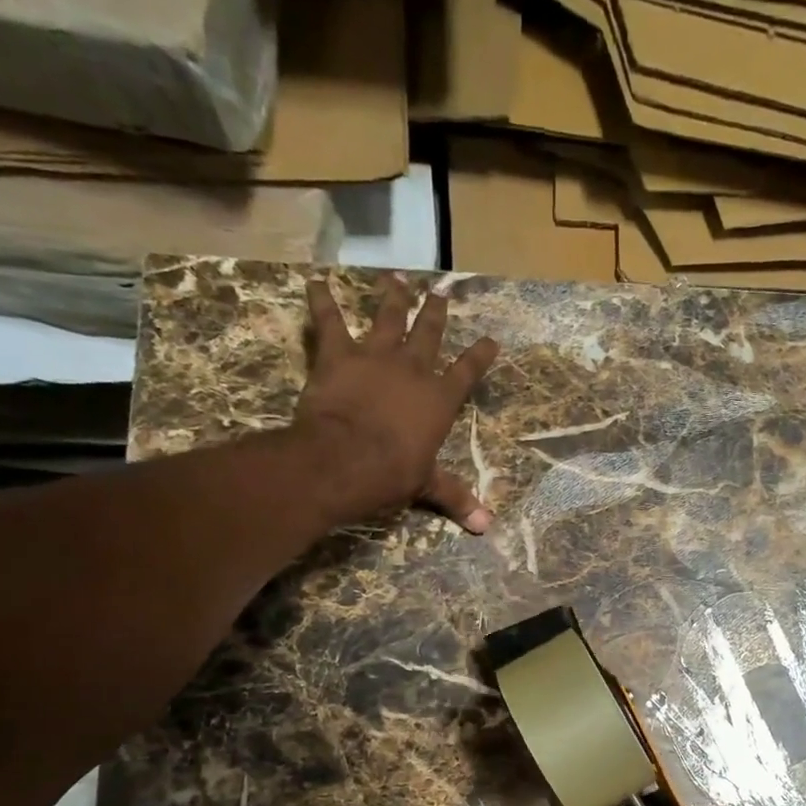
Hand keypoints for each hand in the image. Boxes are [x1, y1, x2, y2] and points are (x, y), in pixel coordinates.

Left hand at [300, 274, 499, 531]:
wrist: (344, 459)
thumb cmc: (392, 474)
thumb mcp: (427, 486)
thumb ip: (455, 498)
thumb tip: (485, 527)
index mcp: (439, 400)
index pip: (467, 372)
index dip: (479, 356)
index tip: (490, 340)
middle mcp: (413, 370)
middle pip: (428, 334)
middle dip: (435, 313)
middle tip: (439, 293)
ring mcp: (375, 357)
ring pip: (388, 319)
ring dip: (393, 298)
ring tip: (397, 278)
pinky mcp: (338, 355)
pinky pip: (328, 322)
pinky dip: (321, 301)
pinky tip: (315, 281)